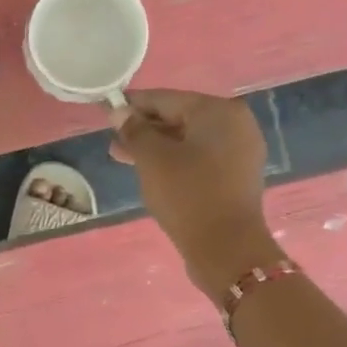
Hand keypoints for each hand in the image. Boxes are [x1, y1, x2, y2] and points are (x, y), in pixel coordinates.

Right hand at [109, 89, 282, 292]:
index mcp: (218, 111)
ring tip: (124, 159)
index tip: (107, 112)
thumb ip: (134, 130)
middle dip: (144, 129)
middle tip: (113, 142)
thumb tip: (119, 111)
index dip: (133, 105)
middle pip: (179, 118)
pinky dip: (175, 162)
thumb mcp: (152, 158)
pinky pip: (200, 159)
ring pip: (188, 141)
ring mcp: (239, 152)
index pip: (166, 99)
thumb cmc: (187, 194)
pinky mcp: (236, 177)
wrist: (226, 248)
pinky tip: (151, 173)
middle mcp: (235, 124)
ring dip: (156, 148)